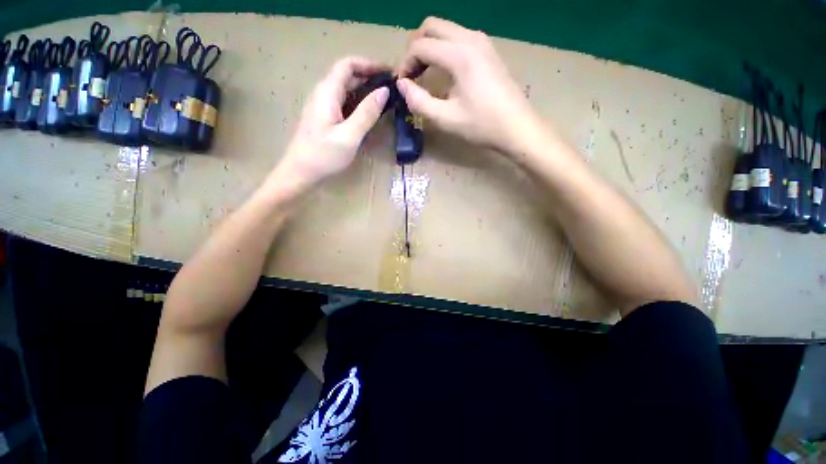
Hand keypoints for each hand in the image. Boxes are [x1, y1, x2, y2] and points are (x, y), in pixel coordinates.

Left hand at [271, 57, 389, 194]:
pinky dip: (358, 103)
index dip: (368, 64)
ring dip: (364, 90)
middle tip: (391, 89)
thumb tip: (384, 91)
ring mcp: (322, 106)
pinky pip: (343, 103)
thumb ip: (366, 113)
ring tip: (384, 100)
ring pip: (345, 90)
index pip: (347, 65)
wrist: (300, 172)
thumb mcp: (349, 136)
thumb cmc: (323, 155)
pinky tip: (368, 114)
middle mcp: (323, 94)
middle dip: (369, 77)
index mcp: (327, 93)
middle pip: (346, 75)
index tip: (389, 73)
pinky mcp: (324, 118)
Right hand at [395, 17, 540, 154]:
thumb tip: (401, 85)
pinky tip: (444, 72)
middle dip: (415, 47)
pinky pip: (458, 37)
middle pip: (432, 26)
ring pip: (446, 29)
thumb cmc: (482, 126)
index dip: (405, 63)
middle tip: (411, 74)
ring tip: (424, 74)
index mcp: (459, 55)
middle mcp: (470, 38)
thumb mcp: (446, 119)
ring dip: (430, 46)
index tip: (402, 84)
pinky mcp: (488, 50)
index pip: (420, 46)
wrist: (517, 127)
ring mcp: (482, 42)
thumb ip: (419, 101)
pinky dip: (444, 49)